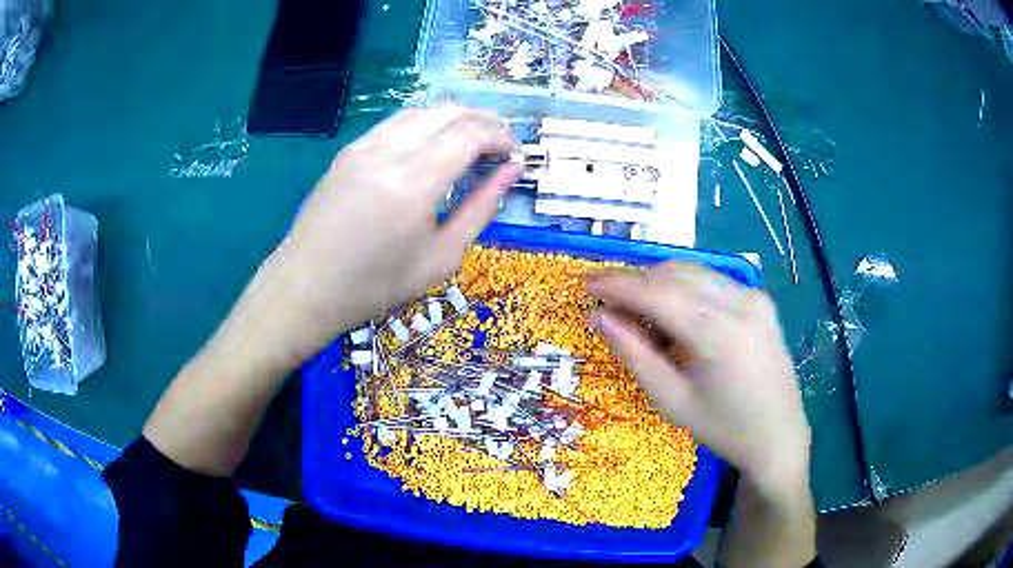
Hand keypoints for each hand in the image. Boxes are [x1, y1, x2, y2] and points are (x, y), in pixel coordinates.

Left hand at [143, 106, 520, 476]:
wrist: (305, 288)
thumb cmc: (375, 286)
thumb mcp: (441, 258)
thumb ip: (481, 209)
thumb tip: (512, 172)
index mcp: (415, 181)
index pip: (473, 132)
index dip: (502, 137)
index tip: (515, 156)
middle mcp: (390, 150)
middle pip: (451, 111)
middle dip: (485, 121)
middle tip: (501, 147)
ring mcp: (365, 145)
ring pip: (424, 110)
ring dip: (456, 119)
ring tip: (472, 144)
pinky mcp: (349, 150)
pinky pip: (398, 122)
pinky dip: (427, 125)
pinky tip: (433, 147)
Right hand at [588, 262, 810, 495]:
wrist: (779, 436)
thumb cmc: (724, 428)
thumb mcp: (672, 400)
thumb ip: (636, 355)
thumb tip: (601, 318)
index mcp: (718, 333)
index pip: (657, 293)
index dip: (618, 286)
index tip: (587, 286)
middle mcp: (740, 302)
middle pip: (674, 275)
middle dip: (636, 282)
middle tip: (607, 302)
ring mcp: (754, 297)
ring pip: (693, 272)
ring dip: (659, 283)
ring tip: (638, 311)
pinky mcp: (760, 301)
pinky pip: (712, 281)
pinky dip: (684, 289)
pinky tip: (674, 314)